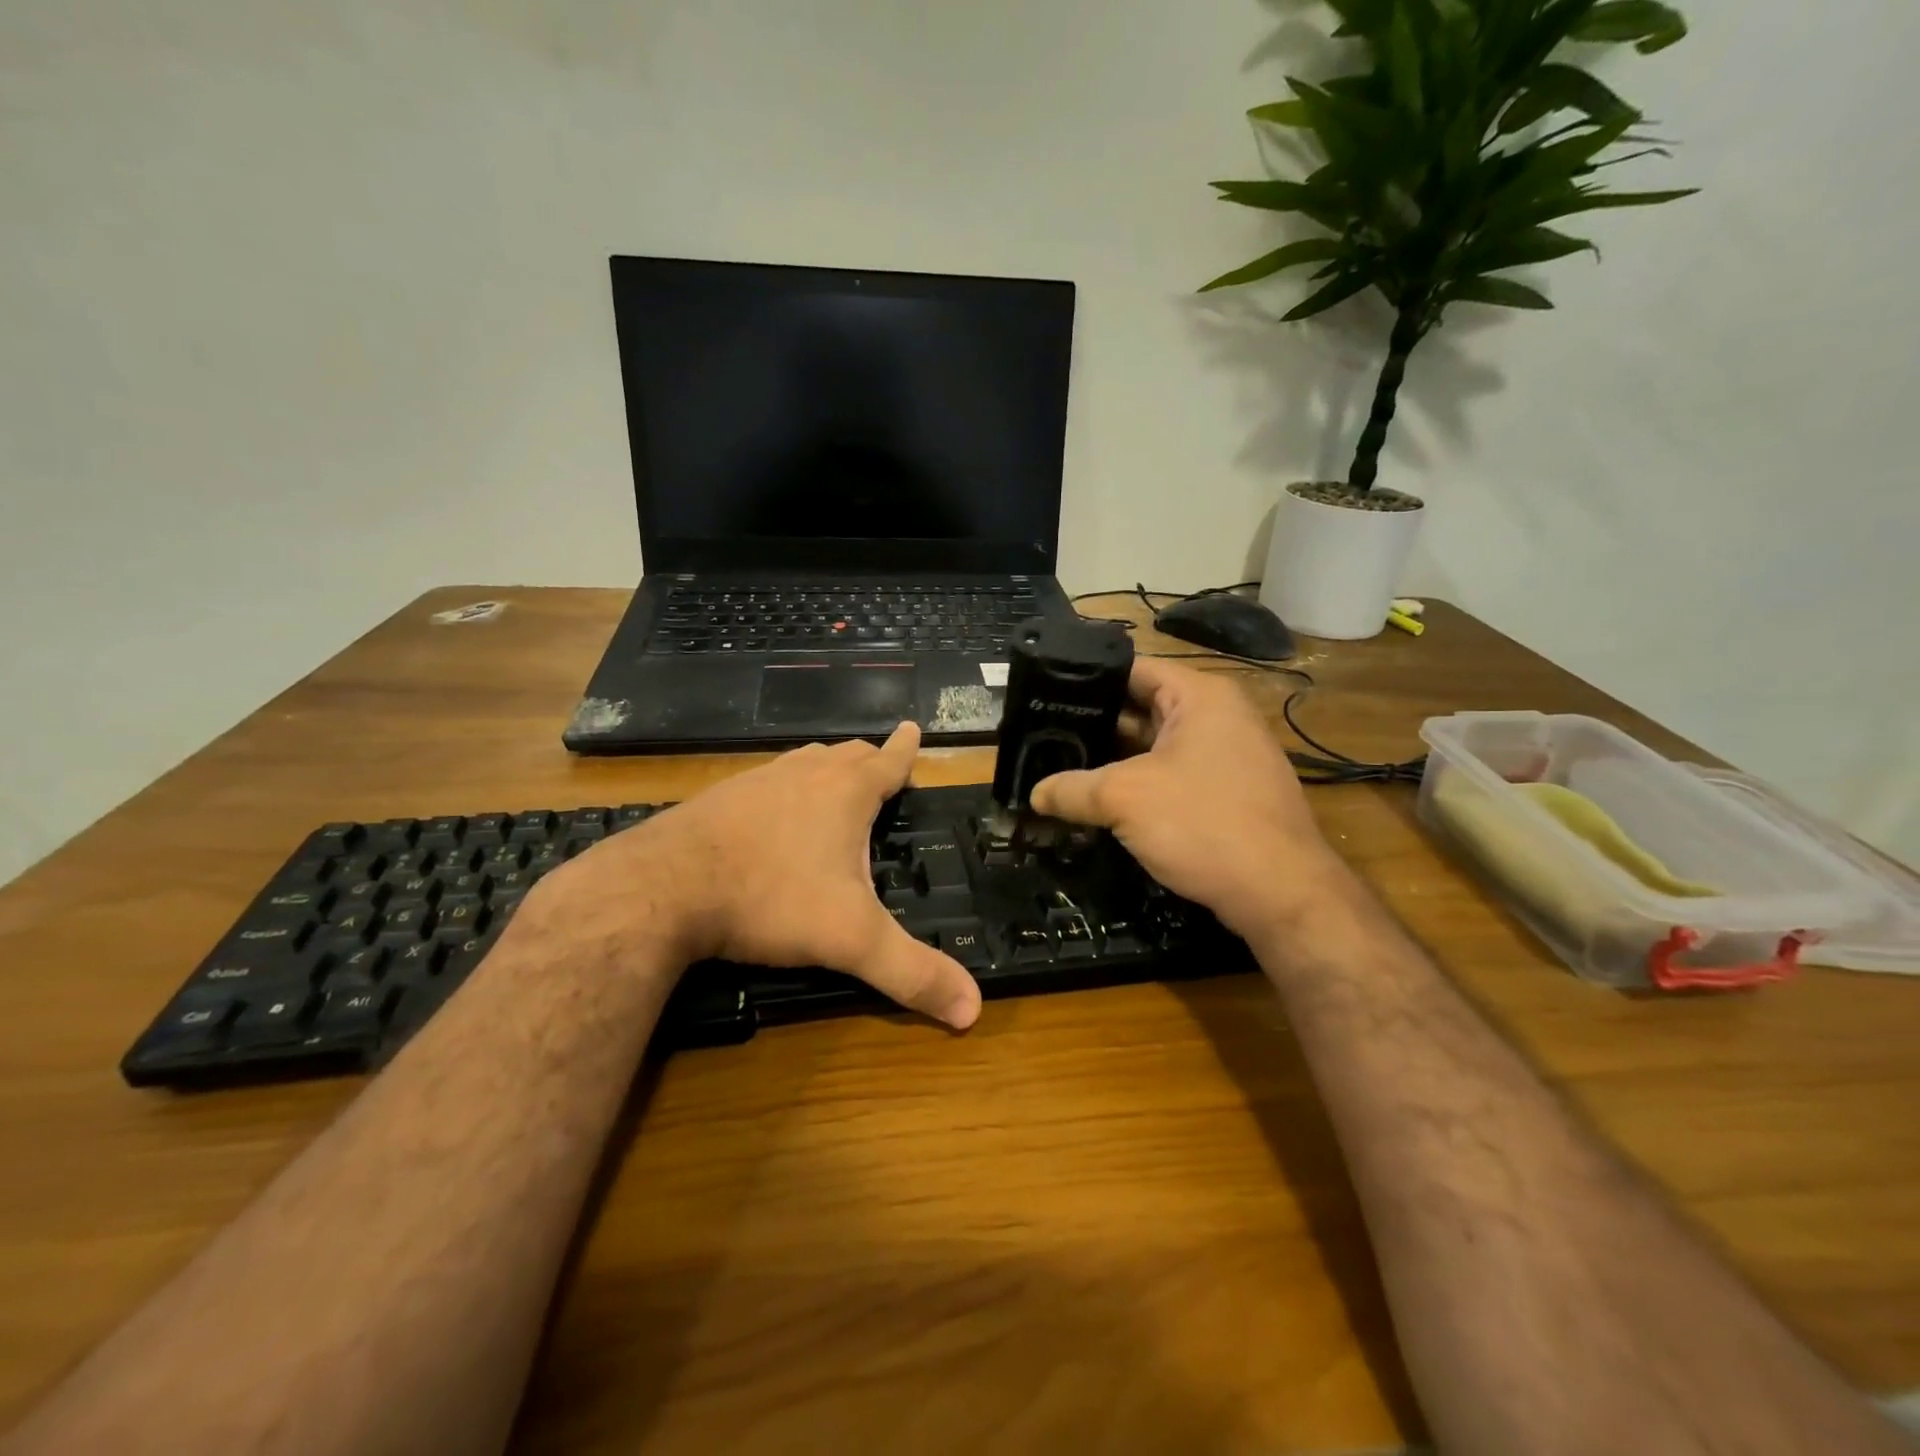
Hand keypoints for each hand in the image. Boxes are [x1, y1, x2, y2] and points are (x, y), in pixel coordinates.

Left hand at [544, 723, 981, 1028]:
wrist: (662, 888)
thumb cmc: (771, 900)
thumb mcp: (851, 940)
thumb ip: (912, 973)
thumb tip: (973, 1010)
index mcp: (845, 793)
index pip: (889, 762)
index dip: (906, 748)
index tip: (914, 727)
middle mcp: (804, 774)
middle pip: (847, 755)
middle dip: (869, 760)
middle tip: (881, 768)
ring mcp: (757, 781)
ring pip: (804, 762)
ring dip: (826, 769)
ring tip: (833, 784)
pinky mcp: (718, 798)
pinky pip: (765, 782)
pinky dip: (783, 789)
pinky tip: (771, 815)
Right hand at [1030, 659, 1344, 939]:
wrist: (1282, 895)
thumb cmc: (1204, 824)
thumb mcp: (1124, 799)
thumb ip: (1072, 789)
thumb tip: (1033, 795)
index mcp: (1199, 695)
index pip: (1132, 669)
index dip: (1086, 680)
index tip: (1044, 696)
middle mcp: (1216, 716)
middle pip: (1140, 708)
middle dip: (1093, 726)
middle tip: (1042, 738)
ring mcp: (1225, 757)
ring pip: (1153, 747)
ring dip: (1112, 761)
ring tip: (1059, 768)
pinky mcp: (1226, 793)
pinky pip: (1170, 776)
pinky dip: (1137, 785)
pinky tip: (1099, 802)